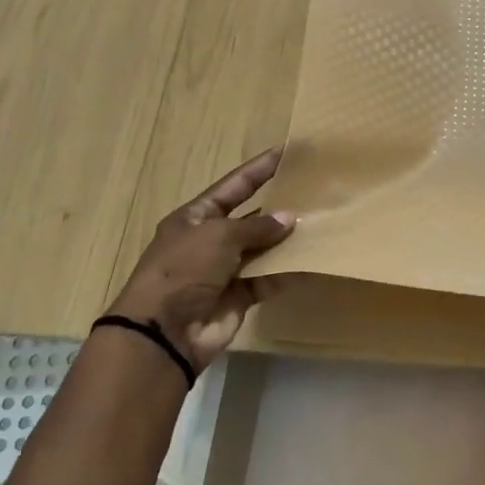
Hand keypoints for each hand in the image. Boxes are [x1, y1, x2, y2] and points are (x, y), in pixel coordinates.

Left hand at [107, 149, 295, 369]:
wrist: (164, 331)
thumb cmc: (184, 269)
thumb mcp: (219, 236)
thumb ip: (257, 227)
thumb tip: (289, 219)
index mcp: (195, 217)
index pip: (233, 186)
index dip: (258, 169)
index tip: (286, 152)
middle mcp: (210, 241)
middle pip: (250, 218)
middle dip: (278, 208)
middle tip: (313, 193)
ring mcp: (224, 271)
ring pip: (262, 250)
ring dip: (287, 241)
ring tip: (321, 225)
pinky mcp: (238, 297)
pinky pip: (268, 279)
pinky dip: (287, 272)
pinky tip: (312, 261)